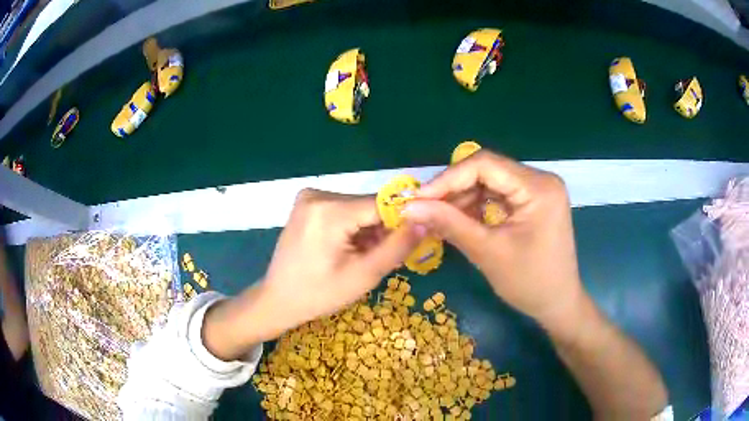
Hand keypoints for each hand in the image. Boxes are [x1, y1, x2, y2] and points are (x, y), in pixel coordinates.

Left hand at [203, 190, 424, 359]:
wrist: (278, 299)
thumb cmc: (319, 294)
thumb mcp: (364, 275)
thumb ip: (397, 247)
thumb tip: (426, 221)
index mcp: (330, 210)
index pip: (383, 204)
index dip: (404, 220)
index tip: (416, 239)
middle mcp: (318, 194)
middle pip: (370, 206)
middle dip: (383, 229)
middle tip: (383, 258)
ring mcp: (310, 196)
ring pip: (358, 208)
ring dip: (368, 230)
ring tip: (363, 258)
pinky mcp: (308, 203)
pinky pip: (344, 210)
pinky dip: (353, 227)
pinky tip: (349, 249)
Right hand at [404, 150, 586, 333]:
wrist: (557, 304)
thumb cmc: (529, 283)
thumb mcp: (488, 252)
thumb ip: (449, 223)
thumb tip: (408, 207)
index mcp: (538, 187)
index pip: (485, 165)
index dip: (448, 178)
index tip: (418, 199)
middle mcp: (540, 179)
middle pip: (487, 170)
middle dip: (453, 189)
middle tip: (424, 209)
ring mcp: (538, 190)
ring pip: (490, 182)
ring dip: (462, 198)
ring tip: (437, 217)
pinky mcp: (533, 202)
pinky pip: (498, 195)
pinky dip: (476, 206)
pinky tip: (459, 220)